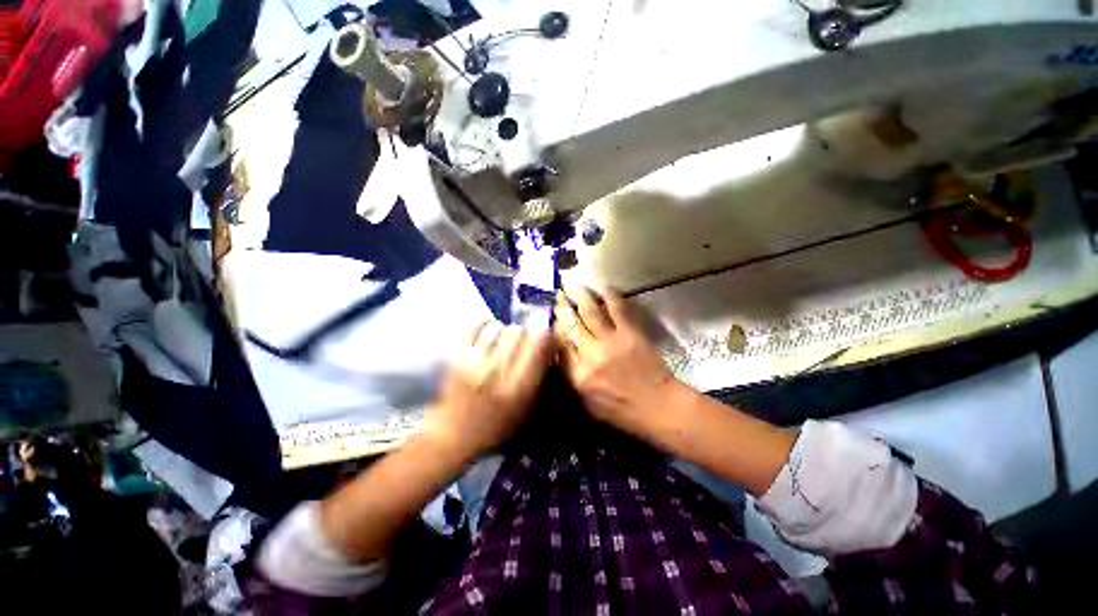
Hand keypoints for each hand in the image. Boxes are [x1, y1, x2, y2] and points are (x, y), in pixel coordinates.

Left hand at [422, 322, 554, 460]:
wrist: (452, 436)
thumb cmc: (494, 428)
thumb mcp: (527, 411)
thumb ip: (541, 380)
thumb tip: (550, 350)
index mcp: (520, 387)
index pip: (541, 343)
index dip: (547, 337)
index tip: (547, 341)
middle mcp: (499, 371)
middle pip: (519, 331)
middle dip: (524, 335)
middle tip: (521, 345)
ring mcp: (475, 361)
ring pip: (498, 326)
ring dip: (503, 331)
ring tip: (502, 342)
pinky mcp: (456, 356)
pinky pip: (474, 326)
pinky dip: (483, 326)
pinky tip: (486, 335)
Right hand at [554, 285, 679, 434]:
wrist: (659, 407)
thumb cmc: (624, 412)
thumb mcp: (589, 405)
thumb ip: (573, 380)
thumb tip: (562, 357)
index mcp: (578, 376)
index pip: (559, 346)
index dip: (553, 328)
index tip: (550, 316)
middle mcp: (590, 355)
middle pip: (570, 325)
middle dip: (562, 307)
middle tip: (557, 293)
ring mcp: (610, 341)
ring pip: (589, 312)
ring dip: (580, 295)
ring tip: (572, 284)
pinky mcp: (630, 333)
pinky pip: (616, 309)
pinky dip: (608, 295)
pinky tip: (601, 285)